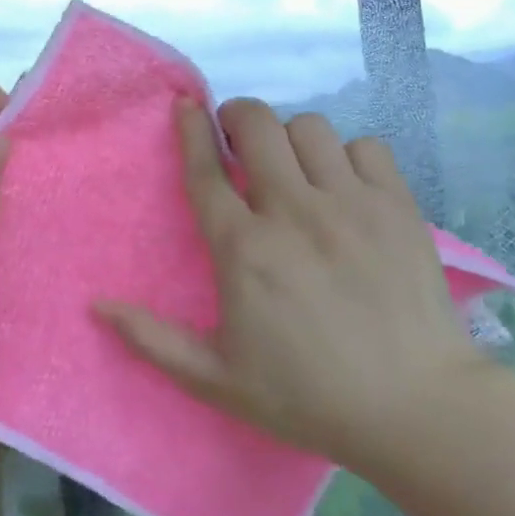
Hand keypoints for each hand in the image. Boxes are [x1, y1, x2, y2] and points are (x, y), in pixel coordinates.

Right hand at [98, 98, 485, 474]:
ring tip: (291, 164)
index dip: (190, 131)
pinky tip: (344, 184)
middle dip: (238, 118)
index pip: (206, 171)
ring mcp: (351, 205)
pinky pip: (367, 147)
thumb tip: (96, 305)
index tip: (184, 106)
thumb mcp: (216, 379)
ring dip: (290, 137)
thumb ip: (152, 339)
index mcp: (244, 250)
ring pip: (310, 128)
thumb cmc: (307, 395)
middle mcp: (293, 213)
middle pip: (257, 127)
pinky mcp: (398, 208)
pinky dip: (348, 154)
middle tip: (236, 138)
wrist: (417, 409)